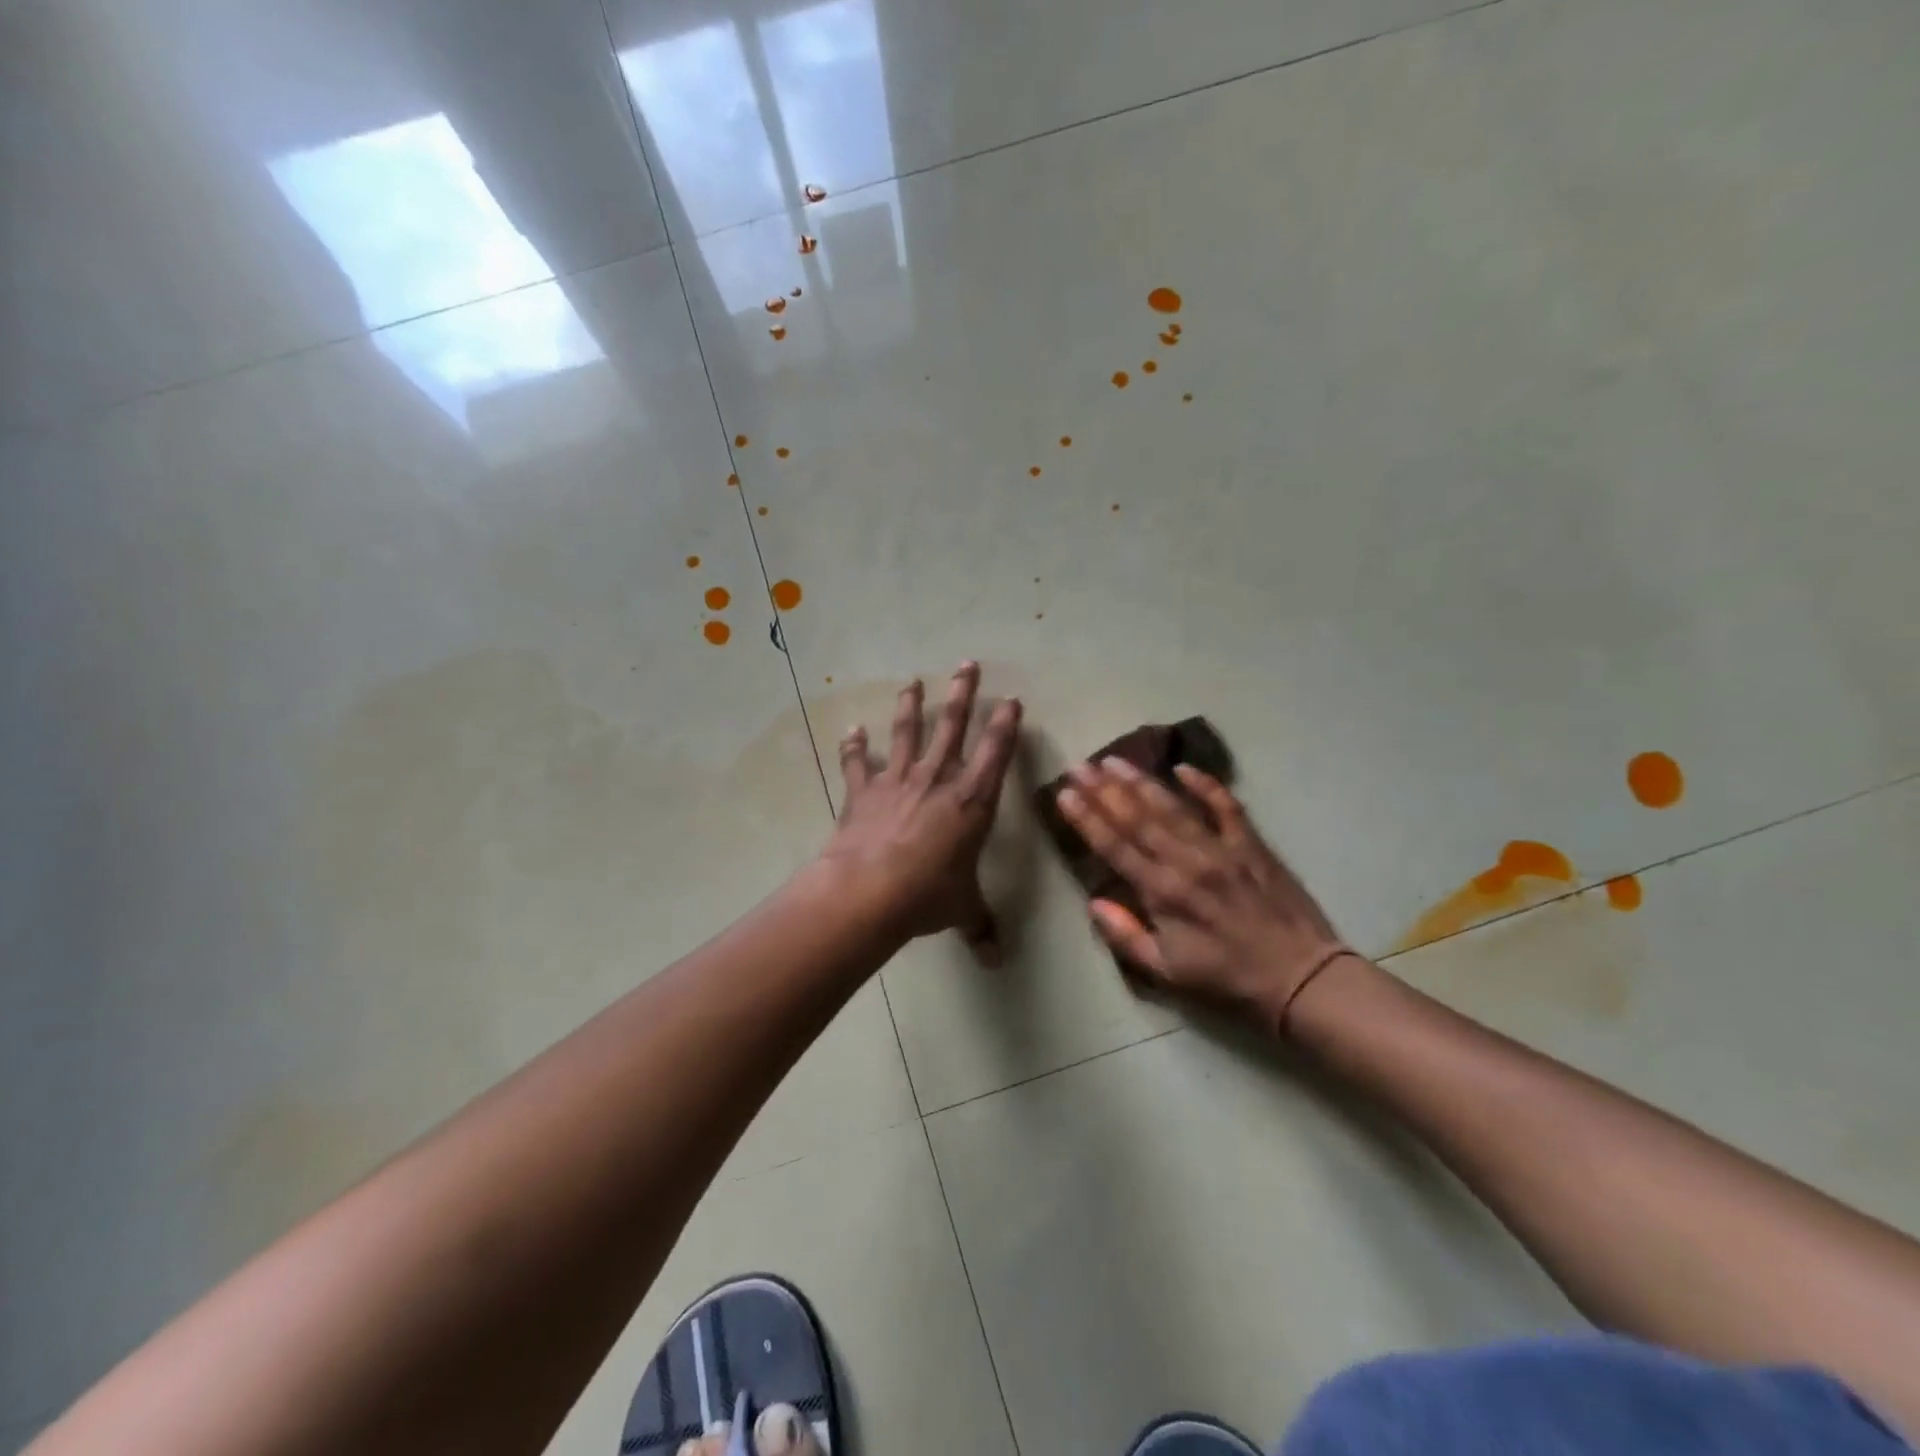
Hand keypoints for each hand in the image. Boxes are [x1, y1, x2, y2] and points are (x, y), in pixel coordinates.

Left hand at [820, 663, 1022, 957]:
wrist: (868, 892)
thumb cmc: (927, 896)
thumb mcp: (962, 910)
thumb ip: (980, 927)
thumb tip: (997, 961)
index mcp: (971, 803)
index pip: (995, 754)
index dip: (1005, 725)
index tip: (1011, 699)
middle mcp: (937, 781)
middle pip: (952, 728)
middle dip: (961, 694)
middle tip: (966, 664)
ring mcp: (897, 782)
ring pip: (906, 734)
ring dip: (910, 706)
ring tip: (913, 681)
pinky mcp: (862, 793)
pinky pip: (858, 764)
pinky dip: (854, 747)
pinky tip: (852, 730)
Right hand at [1055, 757, 1357, 1031]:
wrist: (1300, 976)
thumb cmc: (1227, 978)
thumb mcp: (1168, 972)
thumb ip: (1126, 936)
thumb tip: (1094, 903)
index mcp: (1162, 893)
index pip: (1114, 847)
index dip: (1086, 818)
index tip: (1064, 793)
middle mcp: (1186, 861)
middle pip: (1137, 818)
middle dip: (1104, 790)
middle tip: (1079, 764)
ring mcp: (1221, 848)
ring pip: (1173, 807)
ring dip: (1141, 782)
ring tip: (1114, 760)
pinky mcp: (1251, 844)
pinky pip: (1226, 806)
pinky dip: (1206, 785)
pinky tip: (1183, 768)